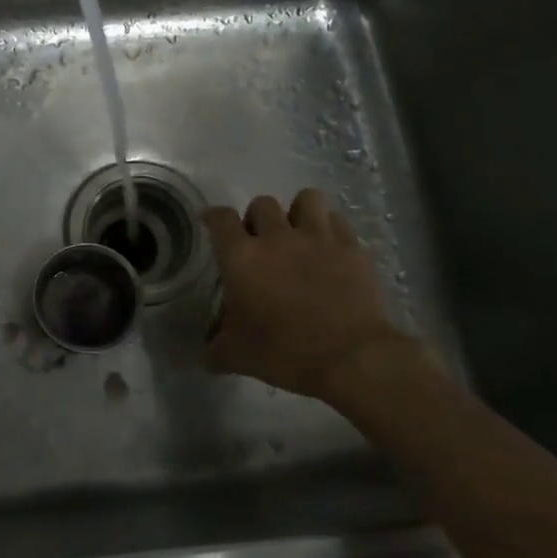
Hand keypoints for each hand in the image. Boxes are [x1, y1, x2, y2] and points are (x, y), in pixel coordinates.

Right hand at [203, 189, 415, 397]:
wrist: (350, 359)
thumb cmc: (285, 353)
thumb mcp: (237, 356)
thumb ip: (215, 348)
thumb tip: (205, 354)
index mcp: (241, 258)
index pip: (221, 218)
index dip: (214, 216)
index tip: (212, 223)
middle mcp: (276, 238)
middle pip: (262, 203)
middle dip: (257, 218)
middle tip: (260, 241)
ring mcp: (317, 238)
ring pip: (305, 199)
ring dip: (297, 212)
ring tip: (298, 233)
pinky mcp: (351, 247)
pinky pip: (336, 220)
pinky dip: (329, 228)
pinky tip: (328, 247)